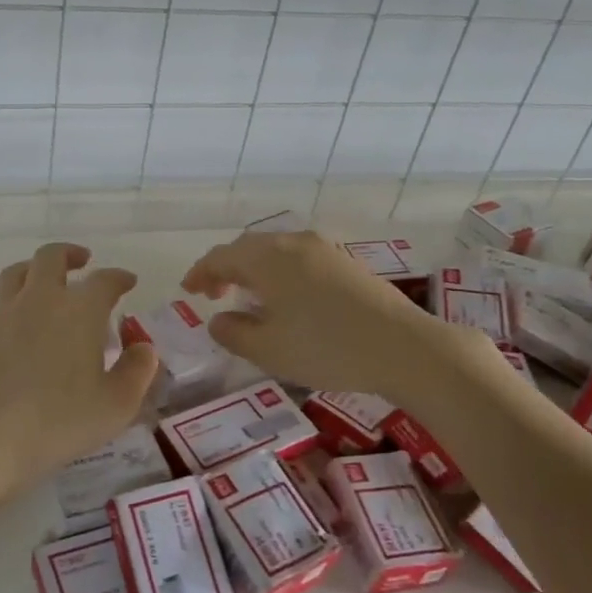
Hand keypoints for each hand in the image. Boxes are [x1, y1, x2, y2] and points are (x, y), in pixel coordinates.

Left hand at [0, 243, 158, 495]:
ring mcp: (4, 312)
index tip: (127, 281)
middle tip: (82, 261)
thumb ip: (137, 371)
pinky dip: (13, 303)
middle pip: (53, 257)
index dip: (120, 278)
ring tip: (43, 281)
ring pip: (18, 272)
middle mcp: (41, 298)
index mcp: (80, 310)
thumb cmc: (60, 421)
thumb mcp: (117, 405)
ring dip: (35, 269)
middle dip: (71, 254)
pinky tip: (17, 324)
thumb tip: (143, 348)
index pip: (105, 280)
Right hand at [183, 231, 496, 404]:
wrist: (404, 347)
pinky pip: (298, 259)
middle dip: (226, 269)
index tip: (188, 291)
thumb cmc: (326, 348)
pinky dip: (279, 273)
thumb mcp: (268, 349)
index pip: (221, 256)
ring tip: (248, 297)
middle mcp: (293, 243)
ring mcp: (324, 249)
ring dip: (254, 270)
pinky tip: (286, 299)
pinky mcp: (346, 263)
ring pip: (275, 251)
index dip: (200, 273)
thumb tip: (218, 319)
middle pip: (248, 248)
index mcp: (267, 258)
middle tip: (214, 294)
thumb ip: (233, 333)